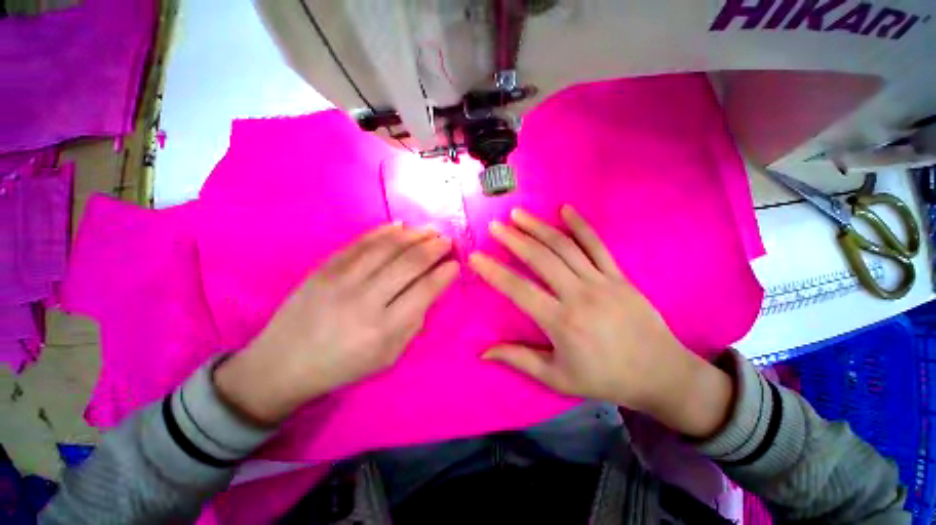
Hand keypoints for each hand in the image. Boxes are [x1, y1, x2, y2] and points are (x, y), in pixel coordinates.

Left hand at [215, 223, 458, 424]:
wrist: (284, 362)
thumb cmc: (343, 365)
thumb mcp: (388, 356)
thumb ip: (413, 322)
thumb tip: (430, 290)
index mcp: (384, 329)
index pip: (425, 291)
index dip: (445, 274)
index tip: (456, 264)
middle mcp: (366, 300)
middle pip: (409, 263)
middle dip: (434, 248)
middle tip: (447, 241)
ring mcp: (342, 279)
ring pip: (387, 247)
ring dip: (414, 235)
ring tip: (430, 230)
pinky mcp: (325, 268)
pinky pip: (360, 243)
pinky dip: (383, 231)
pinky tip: (400, 226)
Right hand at [469, 206, 732, 437]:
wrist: (660, 374)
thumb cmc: (605, 378)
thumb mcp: (557, 379)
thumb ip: (519, 359)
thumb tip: (482, 352)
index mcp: (561, 322)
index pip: (518, 290)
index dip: (493, 272)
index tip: (475, 257)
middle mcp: (579, 296)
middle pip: (540, 259)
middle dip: (513, 239)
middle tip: (494, 226)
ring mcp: (602, 281)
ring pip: (564, 246)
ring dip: (538, 227)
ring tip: (518, 214)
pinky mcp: (619, 275)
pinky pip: (597, 244)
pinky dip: (580, 225)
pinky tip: (565, 209)